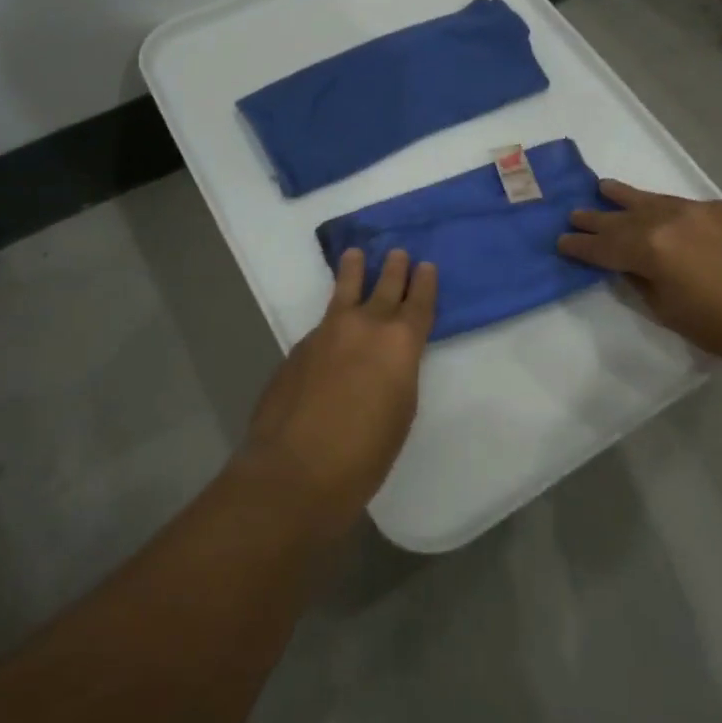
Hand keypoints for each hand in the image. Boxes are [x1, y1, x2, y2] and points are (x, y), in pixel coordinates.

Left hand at [240, 247, 437, 539]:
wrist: (295, 470)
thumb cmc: (364, 453)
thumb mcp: (400, 411)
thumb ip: (398, 373)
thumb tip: (386, 359)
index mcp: (399, 343)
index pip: (418, 303)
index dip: (424, 283)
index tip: (426, 266)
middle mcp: (364, 326)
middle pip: (384, 287)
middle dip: (394, 269)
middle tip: (398, 252)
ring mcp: (326, 333)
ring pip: (344, 292)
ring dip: (354, 272)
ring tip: (355, 255)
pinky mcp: (299, 348)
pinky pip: (322, 324)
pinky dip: (332, 319)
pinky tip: (332, 330)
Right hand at [558, 181, 721, 369]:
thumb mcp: (670, 313)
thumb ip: (641, 284)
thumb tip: (628, 268)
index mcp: (651, 249)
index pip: (604, 246)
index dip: (580, 246)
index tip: (561, 242)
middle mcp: (669, 220)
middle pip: (623, 217)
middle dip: (596, 218)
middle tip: (574, 214)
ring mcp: (699, 210)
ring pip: (652, 200)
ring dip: (625, 197)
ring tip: (604, 187)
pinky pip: (682, 204)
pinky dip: (662, 206)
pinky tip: (658, 209)